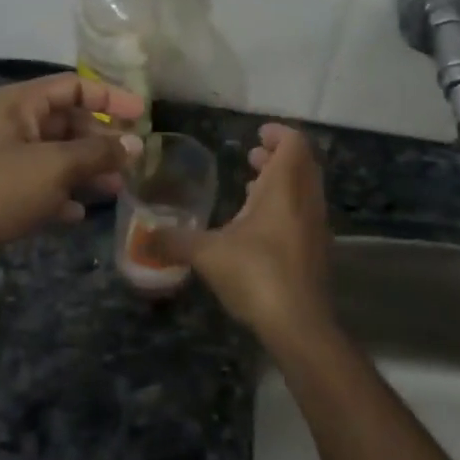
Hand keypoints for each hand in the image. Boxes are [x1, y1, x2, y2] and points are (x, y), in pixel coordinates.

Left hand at [0, 73, 144, 256]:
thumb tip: (136, 145)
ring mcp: (6, 157)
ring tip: (116, 188)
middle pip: (68, 121)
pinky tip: (79, 212)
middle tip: (132, 159)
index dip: (110, 97)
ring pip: (58, 154)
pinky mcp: (2, 190)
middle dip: (101, 139)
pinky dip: (63, 193)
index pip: (74, 86)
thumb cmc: (1, 188)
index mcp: (21, 103)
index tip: (142, 115)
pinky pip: (43, 183)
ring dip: (87, 168)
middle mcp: (14, 123)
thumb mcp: (56, 165)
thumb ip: (99, 152)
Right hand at [175, 124, 335, 349]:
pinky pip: (304, 214)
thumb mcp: (207, 254)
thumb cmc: (256, 274)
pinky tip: (259, 227)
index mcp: (284, 188)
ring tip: (251, 187)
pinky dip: (286, 207)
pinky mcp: (317, 252)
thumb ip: (175, 241)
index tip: (257, 134)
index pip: (293, 143)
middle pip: (302, 163)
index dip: (277, 133)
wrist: (300, 326)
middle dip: (277, 156)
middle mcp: (306, 200)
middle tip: (251, 155)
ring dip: (283, 182)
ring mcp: (316, 227)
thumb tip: (142, 237)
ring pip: (305, 190)